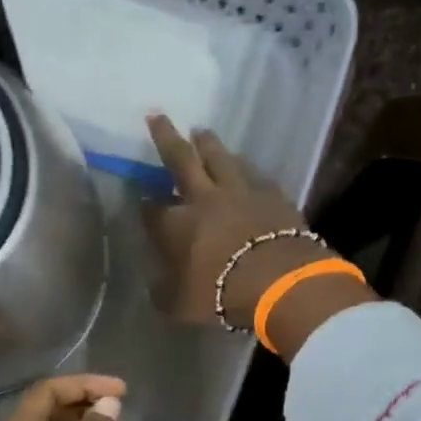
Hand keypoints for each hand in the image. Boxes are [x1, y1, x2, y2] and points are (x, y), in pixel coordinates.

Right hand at [141, 116, 375, 355]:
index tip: (142, 200)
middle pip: (181, 160)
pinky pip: (254, 175)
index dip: (146, 206)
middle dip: (166, 138)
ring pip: (220, 158)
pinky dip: (244, 168)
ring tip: (201, 132)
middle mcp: (204, 198)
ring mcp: (241, 192)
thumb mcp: (179, 305)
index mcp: (175, 224)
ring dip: (208, 144)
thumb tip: (158, 286)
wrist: (278, 280)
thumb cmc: (220, 294)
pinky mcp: (273, 194)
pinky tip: (244, 167)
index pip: (152, 210)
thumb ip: (165, 292)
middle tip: (158, 116)